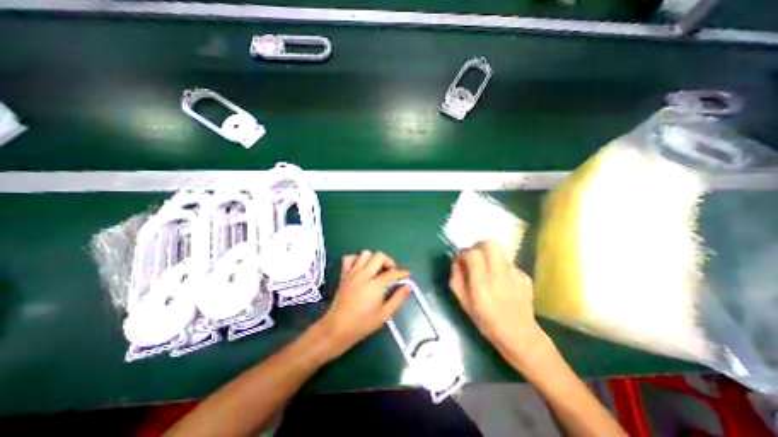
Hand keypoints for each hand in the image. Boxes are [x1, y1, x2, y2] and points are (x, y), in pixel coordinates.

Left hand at [320, 251, 412, 356]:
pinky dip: (357, 259)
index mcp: (375, 285)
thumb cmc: (362, 324)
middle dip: (389, 261)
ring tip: (377, 269)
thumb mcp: (384, 315)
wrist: (337, 328)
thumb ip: (398, 299)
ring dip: (374, 259)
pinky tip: (361, 267)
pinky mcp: (344, 274)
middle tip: (392, 272)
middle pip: (379, 256)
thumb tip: (408, 286)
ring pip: (365, 253)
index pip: (393, 272)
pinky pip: (349, 258)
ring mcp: (352, 273)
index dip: (403, 272)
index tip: (407, 275)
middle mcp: (364, 275)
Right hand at [451, 243, 545, 357]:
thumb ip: (456, 278)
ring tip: (487, 270)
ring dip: (489, 255)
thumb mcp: (463, 301)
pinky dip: (501, 267)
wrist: (519, 336)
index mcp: (481, 282)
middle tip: (473, 258)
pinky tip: (501, 281)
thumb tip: (456, 261)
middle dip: (478, 247)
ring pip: (500, 251)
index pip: (472, 254)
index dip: (463, 254)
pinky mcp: (525, 276)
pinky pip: (508, 263)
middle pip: (489, 244)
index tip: (460, 261)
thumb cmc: (486, 320)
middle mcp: (499, 273)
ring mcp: (515, 273)